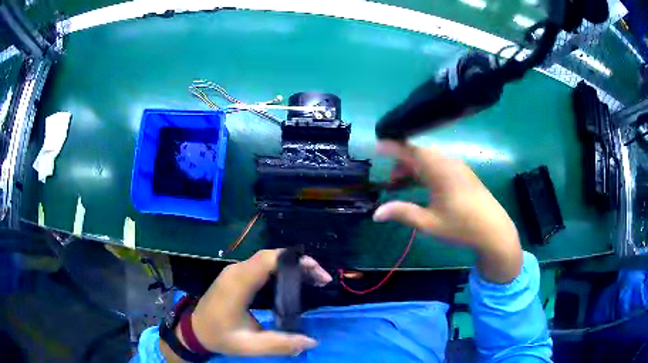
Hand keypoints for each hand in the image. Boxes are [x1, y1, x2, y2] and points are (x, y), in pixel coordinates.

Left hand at [161, 249, 331, 359]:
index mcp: (238, 283)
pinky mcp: (236, 276)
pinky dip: (281, 270)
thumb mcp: (249, 346)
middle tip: (321, 279)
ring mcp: (235, 272)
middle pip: (272, 256)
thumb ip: (280, 344)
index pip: (269, 260)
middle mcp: (236, 271)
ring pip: (268, 259)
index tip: (318, 275)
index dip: (296, 261)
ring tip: (313, 280)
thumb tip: (311, 341)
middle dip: (299, 263)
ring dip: (291, 266)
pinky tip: (292, 283)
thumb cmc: (219, 336)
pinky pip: (261, 266)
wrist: (194, 330)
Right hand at [373, 141, 521, 282]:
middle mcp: (448, 162)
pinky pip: (438, 164)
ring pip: (429, 158)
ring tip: (400, 185)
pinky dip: (424, 171)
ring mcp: (457, 166)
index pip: (410, 150)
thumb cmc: (461, 226)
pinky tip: (421, 186)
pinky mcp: (462, 173)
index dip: (391, 146)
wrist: (494, 230)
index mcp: (438, 170)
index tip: (374, 147)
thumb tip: (376, 213)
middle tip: (389, 181)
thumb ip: (402, 213)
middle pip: (418, 152)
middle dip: (400, 162)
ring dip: (413, 167)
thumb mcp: (429, 223)